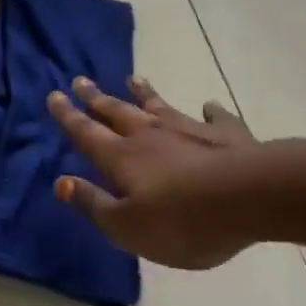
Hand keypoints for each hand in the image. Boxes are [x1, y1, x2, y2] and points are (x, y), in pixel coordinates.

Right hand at [46, 75, 264, 269]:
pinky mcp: (227, 135)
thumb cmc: (183, 220)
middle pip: (117, 111)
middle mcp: (150, 135)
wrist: (252, 197)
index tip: (53, 94)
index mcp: (122, 157)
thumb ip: (93, 204)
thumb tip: (60, 181)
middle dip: (96, 98)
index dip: (68, 115)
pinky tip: (209, 106)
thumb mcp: (128, 227)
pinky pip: (214, 118)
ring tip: (133, 78)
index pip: (86, 132)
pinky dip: (209, 111)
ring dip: (144, 93)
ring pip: (159, 106)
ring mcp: (189, 129)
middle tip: (80, 79)